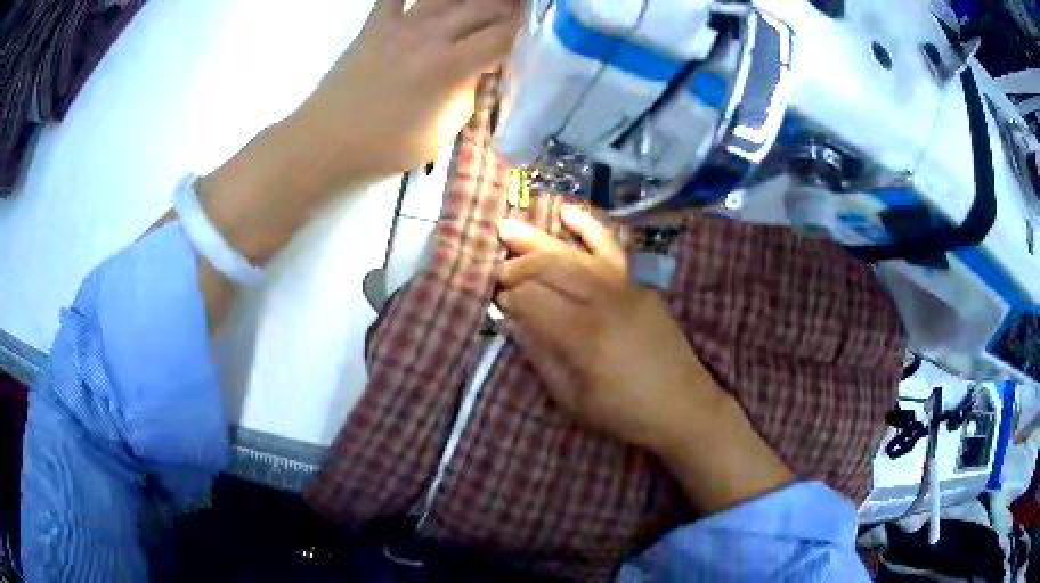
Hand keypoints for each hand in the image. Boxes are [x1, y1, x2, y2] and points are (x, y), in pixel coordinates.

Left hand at [295, 0, 521, 179]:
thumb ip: (466, 96)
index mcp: (448, 67)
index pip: (502, 37)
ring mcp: (400, 25)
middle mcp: (429, 36)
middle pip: (484, 7)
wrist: (324, 144)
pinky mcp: (375, 24)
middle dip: (511, 7)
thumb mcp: (440, 134)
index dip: (526, 33)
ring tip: (492, 2)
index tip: (538, 34)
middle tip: (525, 11)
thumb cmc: (383, 148)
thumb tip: (479, 72)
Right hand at [496, 205, 719, 452]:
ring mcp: (625, 288)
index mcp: (582, 337)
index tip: (493, 299)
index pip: (531, 300)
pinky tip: (567, 211)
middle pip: (549, 269)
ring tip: (508, 229)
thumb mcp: (572, 397)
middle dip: (515, 265)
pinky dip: (589, 227)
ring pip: (574, 254)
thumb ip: (540, 354)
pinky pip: (611, 248)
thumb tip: (509, 319)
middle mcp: (602, 303)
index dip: (507, 296)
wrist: (683, 406)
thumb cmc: (623, 413)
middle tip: (495, 268)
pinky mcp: (639, 284)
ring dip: (538, 240)